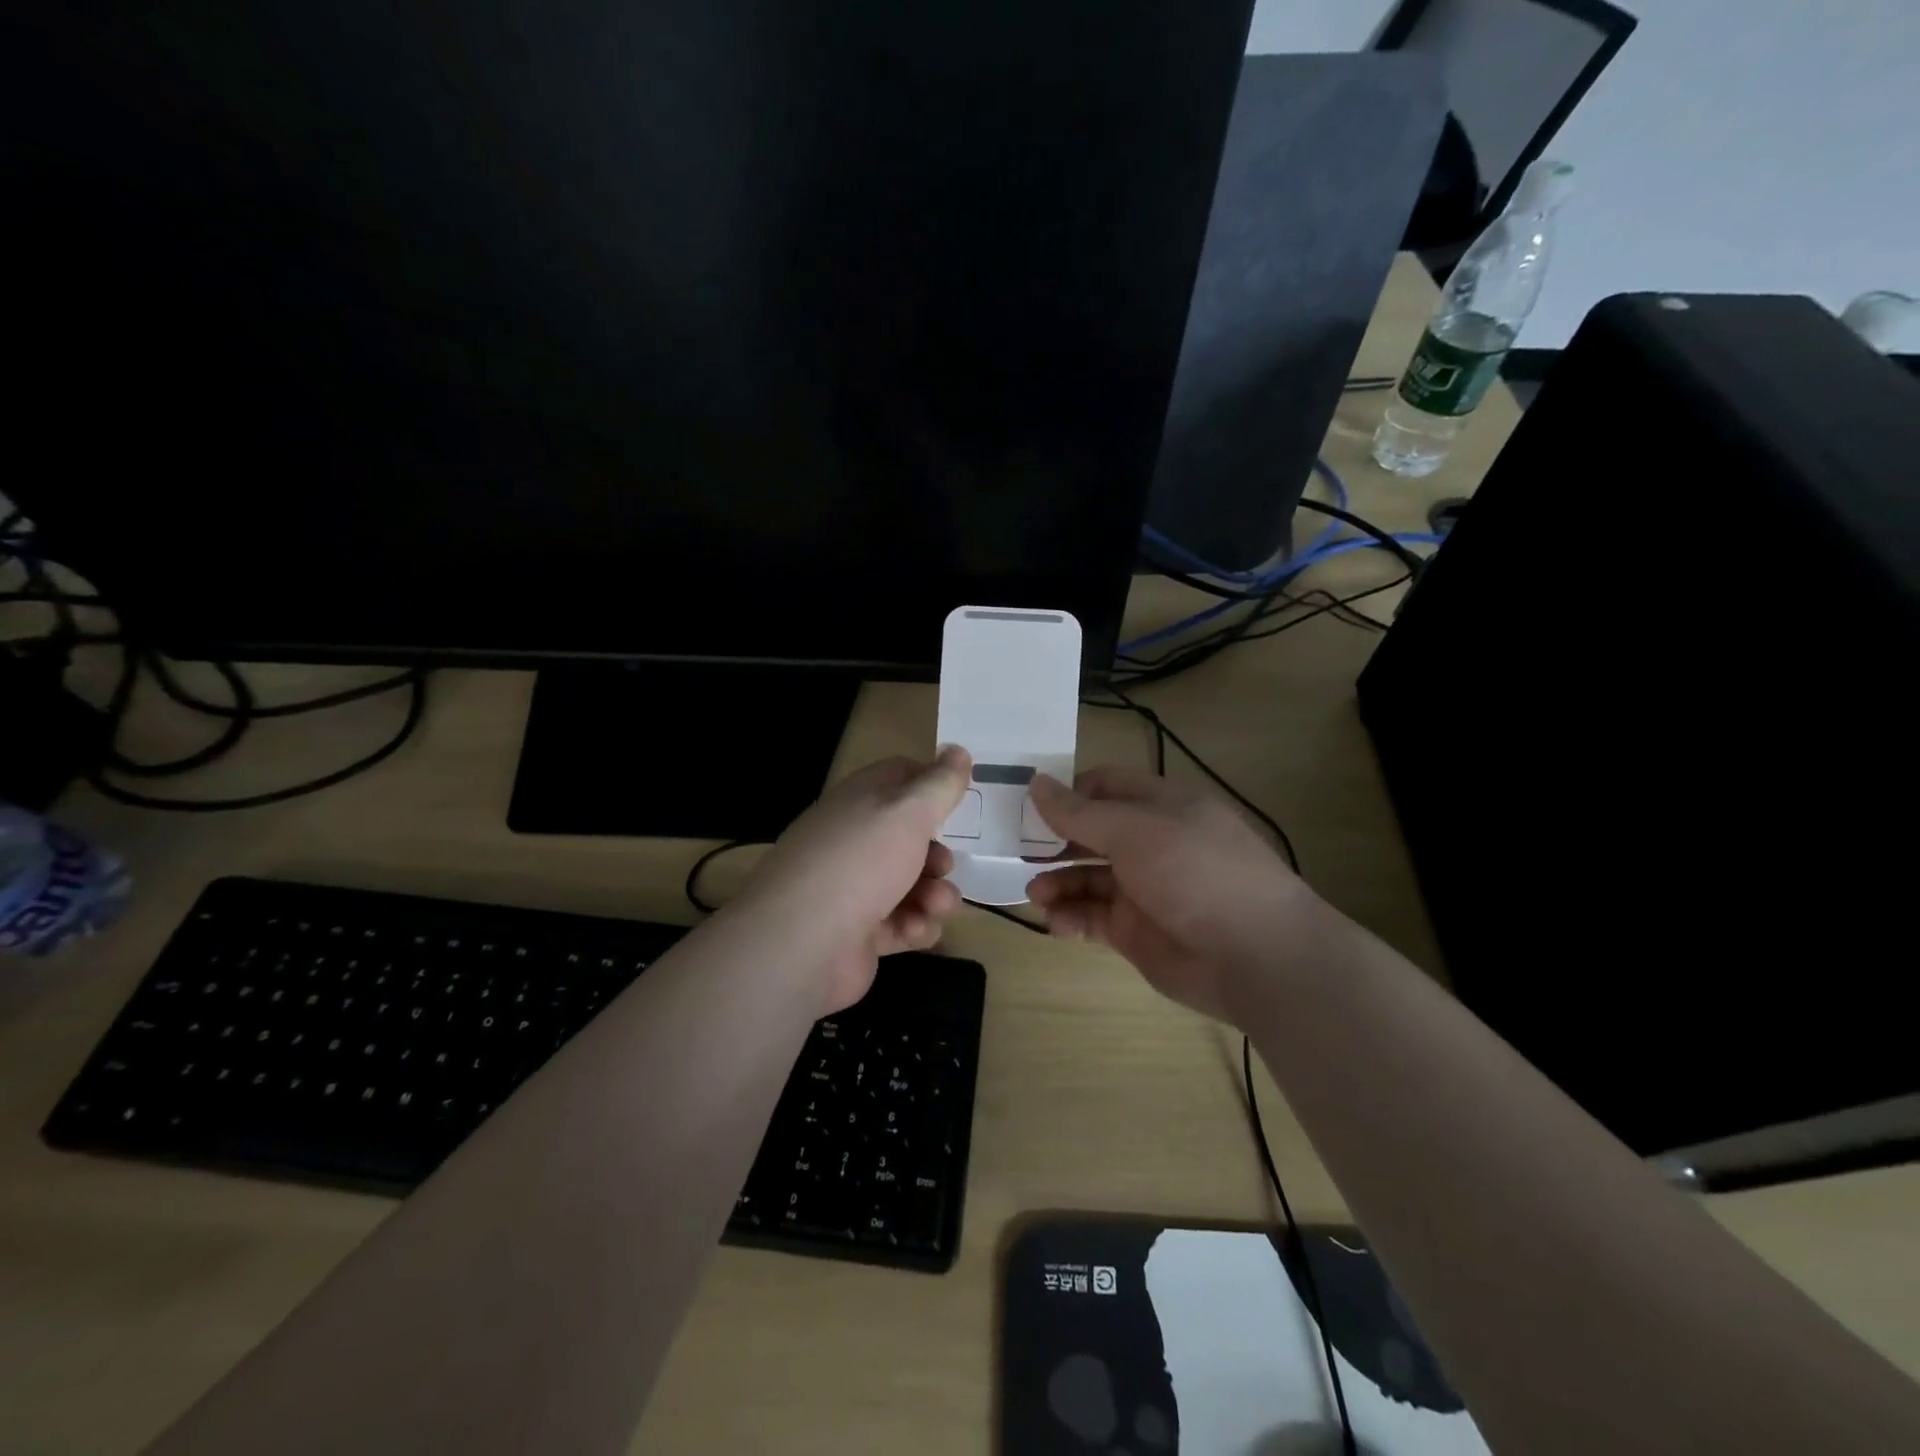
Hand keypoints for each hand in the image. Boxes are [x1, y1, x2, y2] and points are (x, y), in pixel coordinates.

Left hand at [734, 746, 971, 1012]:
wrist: (802, 944)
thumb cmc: (859, 863)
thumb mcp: (908, 812)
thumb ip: (939, 784)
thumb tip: (958, 750)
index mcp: (859, 801)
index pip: (898, 778)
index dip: (931, 784)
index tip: (960, 797)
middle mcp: (853, 841)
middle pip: (908, 838)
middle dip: (936, 853)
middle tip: (944, 865)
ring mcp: (853, 889)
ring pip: (910, 884)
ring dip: (933, 894)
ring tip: (935, 904)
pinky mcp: (858, 933)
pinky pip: (901, 923)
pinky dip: (914, 926)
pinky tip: (914, 930)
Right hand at [1027, 767, 1320, 1023]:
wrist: (1256, 956)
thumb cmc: (1196, 872)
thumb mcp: (1134, 831)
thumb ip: (1080, 813)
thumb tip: (1036, 783)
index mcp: (1160, 805)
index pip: (1104, 786)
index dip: (1067, 793)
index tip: (1028, 806)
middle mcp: (1150, 842)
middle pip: (1089, 833)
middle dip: (1053, 842)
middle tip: (1016, 852)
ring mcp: (1143, 888)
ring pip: (1086, 877)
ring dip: (1056, 882)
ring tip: (1035, 895)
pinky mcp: (1136, 931)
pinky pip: (1092, 917)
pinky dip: (1071, 919)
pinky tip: (1057, 924)